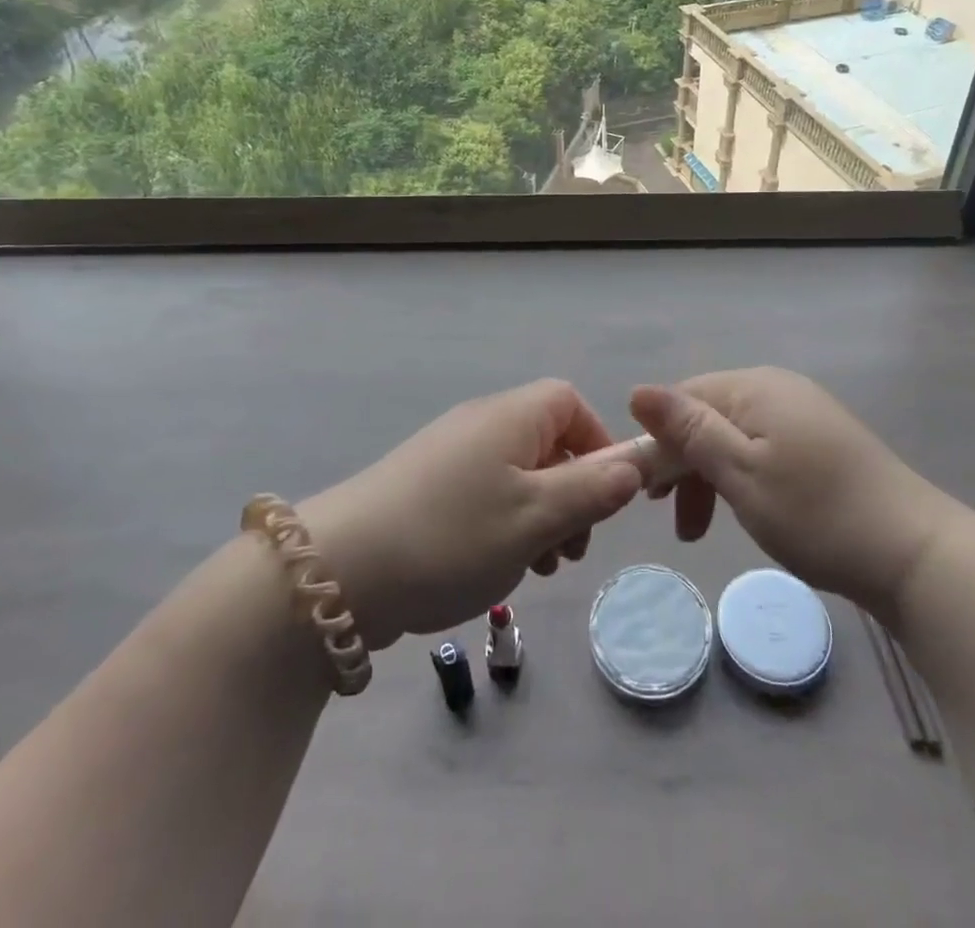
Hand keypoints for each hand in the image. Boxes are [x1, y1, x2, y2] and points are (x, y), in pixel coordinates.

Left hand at [299, 380, 643, 650]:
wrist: (340, 571)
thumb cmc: (452, 536)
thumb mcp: (536, 518)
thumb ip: (592, 490)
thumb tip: (634, 465)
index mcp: (510, 417)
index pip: (570, 402)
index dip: (597, 443)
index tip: (605, 494)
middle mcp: (480, 424)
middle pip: (547, 441)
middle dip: (572, 491)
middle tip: (571, 548)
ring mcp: (448, 456)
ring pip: (517, 474)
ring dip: (540, 516)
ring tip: (537, 567)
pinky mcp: (424, 488)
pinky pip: (484, 494)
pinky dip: (504, 525)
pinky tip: (495, 568)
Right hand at [629, 368, 974, 618]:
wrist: (914, 552)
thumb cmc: (816, 513)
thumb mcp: (740, 473)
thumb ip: (688, 431)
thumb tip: (637, 391)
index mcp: (755, 387)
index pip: (683, 399)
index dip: (656, 441)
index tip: (646, 494)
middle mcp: (778, 388)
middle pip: (708, 416)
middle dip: (682, 464)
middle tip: (668, 517)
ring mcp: (804, 413)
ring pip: (735, 436)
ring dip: (709, 477)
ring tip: (699, 529)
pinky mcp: (822, 441)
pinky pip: (763, 448)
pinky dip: (743, 478)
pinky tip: (745, 510)